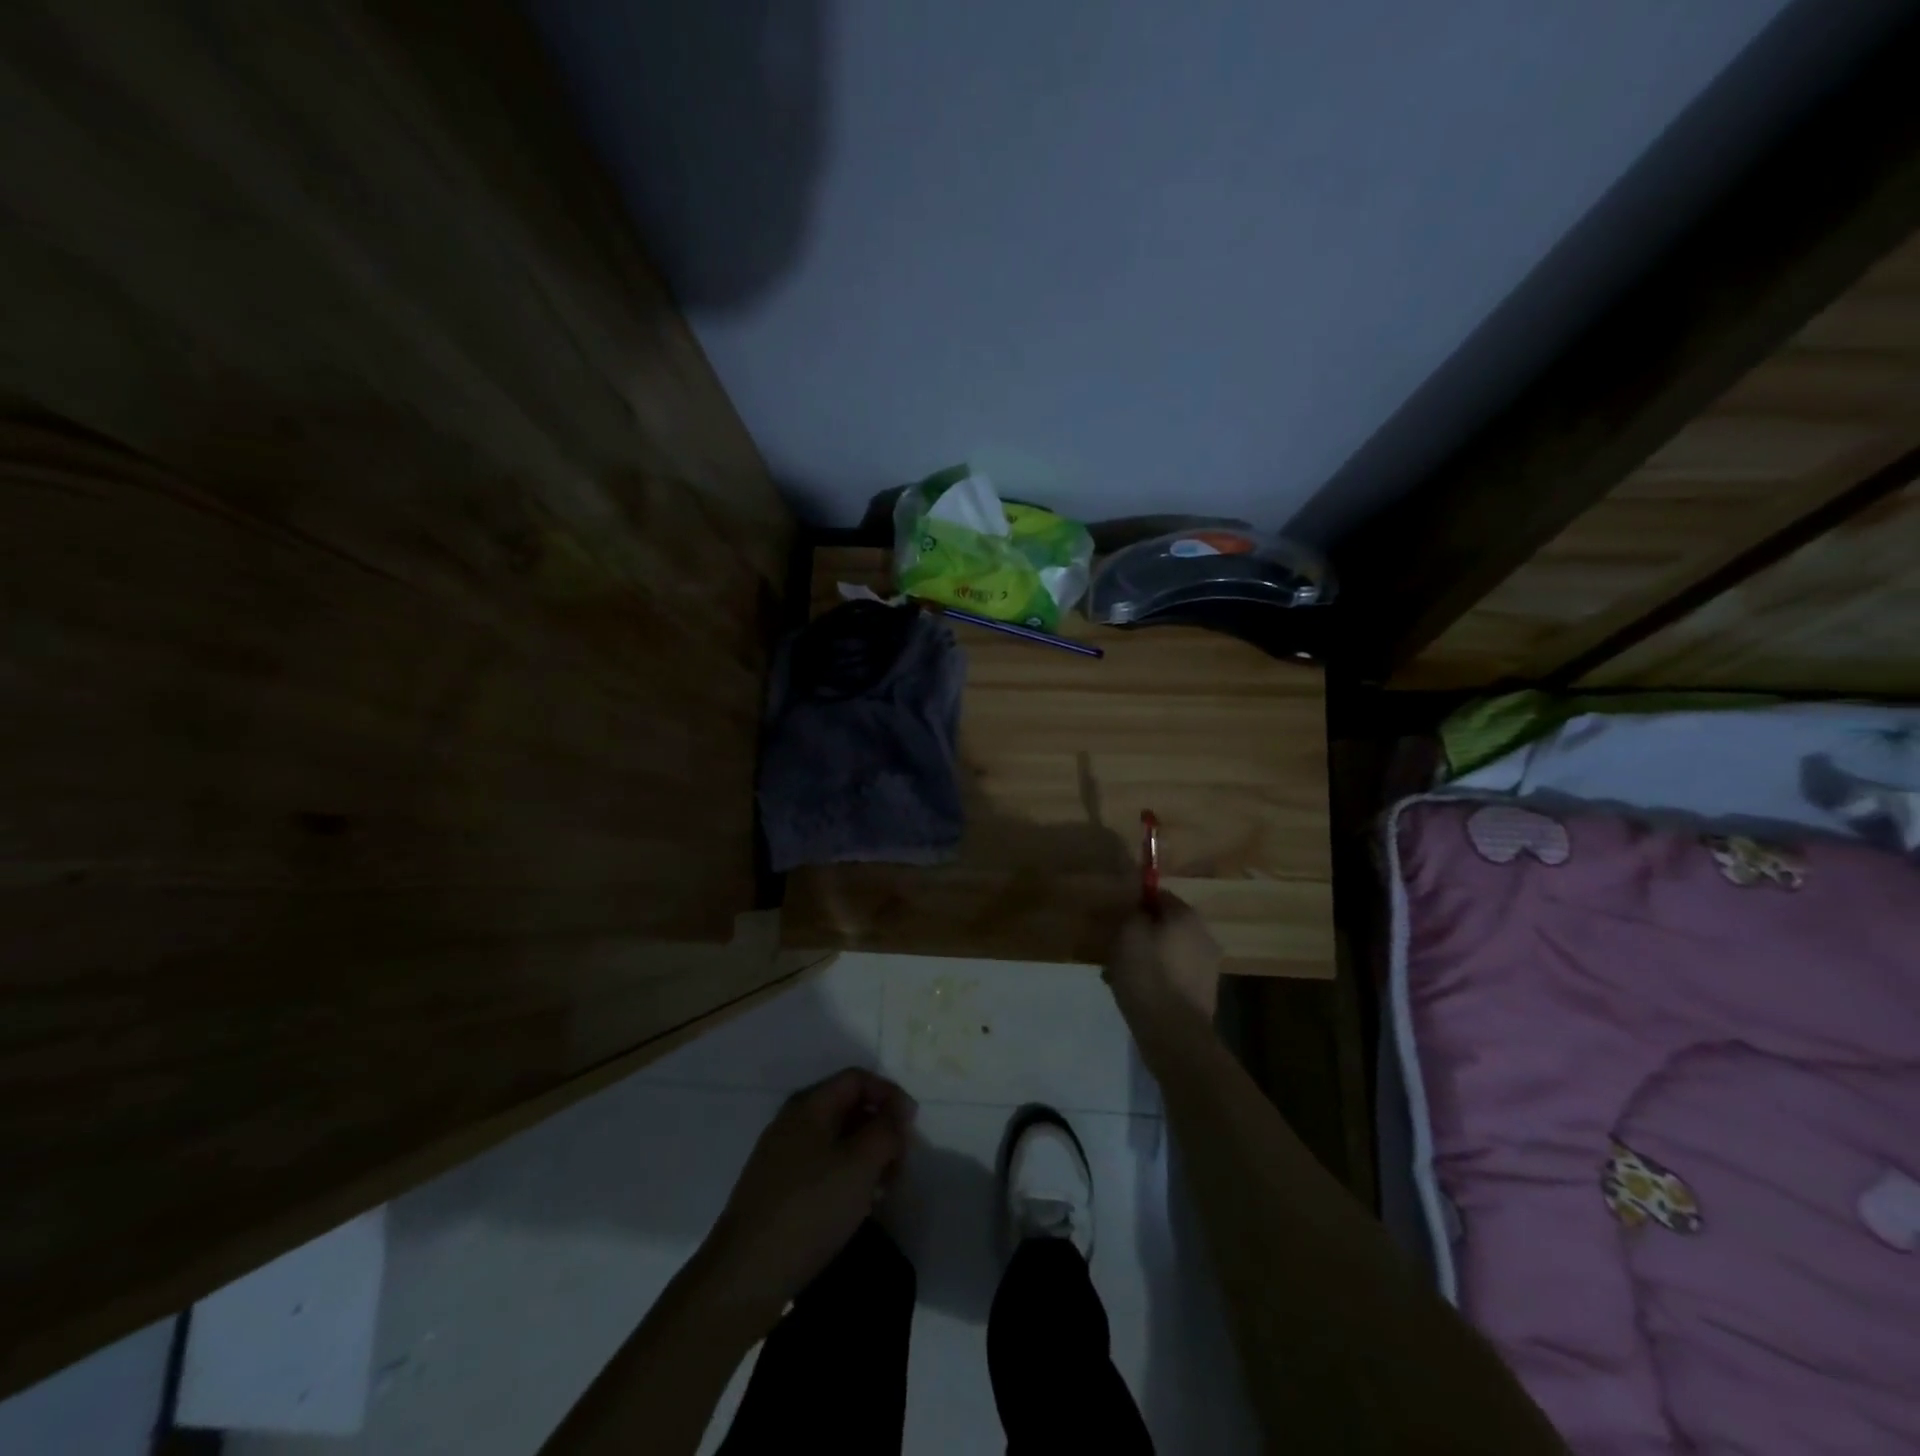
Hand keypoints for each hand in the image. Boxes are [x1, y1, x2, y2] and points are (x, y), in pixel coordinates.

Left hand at [696, 1068, 915, 1330]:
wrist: (744, 1276)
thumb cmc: (809, 1209)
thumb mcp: (860, 1164)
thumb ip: (886, 1131)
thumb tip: (897, 1113)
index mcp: (810, 1105)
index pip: (857, 1079)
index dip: (890, 1094)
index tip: (912, 1127)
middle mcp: (793, 1122)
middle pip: (848, 1107)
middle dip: (881, 1129)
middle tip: (901, 1163)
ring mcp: (782, 1156)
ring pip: (837, 1140)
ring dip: (867, 1156)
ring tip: (885, 1189)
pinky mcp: (778, 1189)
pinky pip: (822, 1166)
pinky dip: (847, 1176)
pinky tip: (858, 1206)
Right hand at [1104, 892, 1222, 1020]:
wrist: (1173, 1031)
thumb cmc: (1147, 974)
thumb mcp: (1128, 933)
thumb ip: (1134, 913)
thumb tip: (1140, 910)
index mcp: (1186, 916)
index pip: (1159, 895)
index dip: (1136, 903)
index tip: (1117, 917)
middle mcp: (1203, 935)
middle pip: (1166, 924)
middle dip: (1142, 932)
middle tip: (1116, 946)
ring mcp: (1207, 965)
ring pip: (1169, 950)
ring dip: (1148, 956)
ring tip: (1122, 972)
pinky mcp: (1203, 991)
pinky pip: (1174, 973)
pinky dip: (1157, 977)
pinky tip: (1138, 991)